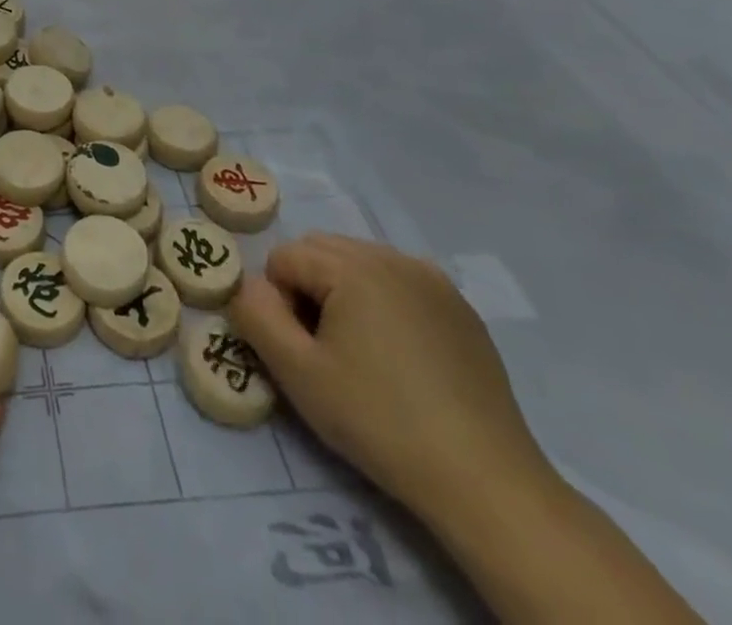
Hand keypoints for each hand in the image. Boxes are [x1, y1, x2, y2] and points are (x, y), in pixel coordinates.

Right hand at [228, 233, 549, 521]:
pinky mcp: (460, 308)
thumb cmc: (380, 421)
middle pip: (320, 250)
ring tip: (362, 354)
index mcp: (352, 265)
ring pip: (359, 263)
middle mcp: (391, 256)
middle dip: (308, 289)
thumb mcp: (298, 373)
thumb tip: (247, 285)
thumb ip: (256, 316)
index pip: (283, 258)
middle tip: (325, 351)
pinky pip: (399, 282)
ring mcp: (432, 279)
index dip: (279, 303)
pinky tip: (400, 356)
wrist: (484, 481)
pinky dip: (383, 303)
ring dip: (343, 293)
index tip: (302, 352)